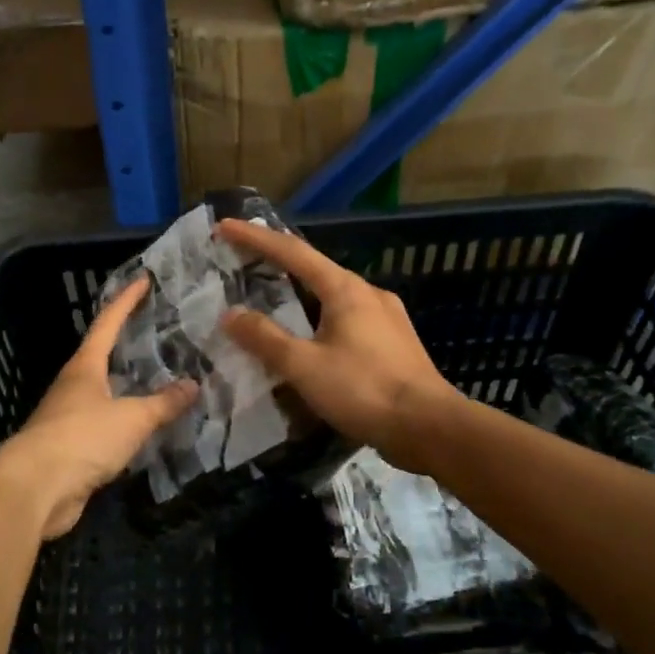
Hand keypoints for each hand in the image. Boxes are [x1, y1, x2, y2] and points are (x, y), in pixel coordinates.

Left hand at [0, 276, 197, 539]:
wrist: (35, 489)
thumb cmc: (82, 438)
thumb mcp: (131, 418)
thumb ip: (163, 403)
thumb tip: (193, 385)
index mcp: (85, 367)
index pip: (108, 323)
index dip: (126, 301)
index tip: (143, 280)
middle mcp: (74, 385)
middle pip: (103, 355)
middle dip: (129, 343)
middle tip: (161, 332)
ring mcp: (69, 417)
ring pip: (105, 392)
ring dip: (129, 385)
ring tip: (161, 379)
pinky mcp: (71, 447)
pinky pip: (105, 425)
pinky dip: (125, 421)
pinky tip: (145, 427)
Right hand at [216, 218, 455, 472]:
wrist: (429, 427)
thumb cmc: (364, 390)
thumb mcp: (304, 366)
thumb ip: (265, 339)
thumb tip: (230, 315)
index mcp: (345, 289)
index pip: (292, 252)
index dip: (255, 238)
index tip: (225, 227)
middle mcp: (368, 293)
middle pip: (315, 270)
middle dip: (278, 264)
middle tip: (244, 264)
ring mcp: (387, 317)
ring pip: (333, 297)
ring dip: (300, 295)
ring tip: (273, 303)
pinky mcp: (394, 343)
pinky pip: (348, 319)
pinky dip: (320, 319)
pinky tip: (312, 339)